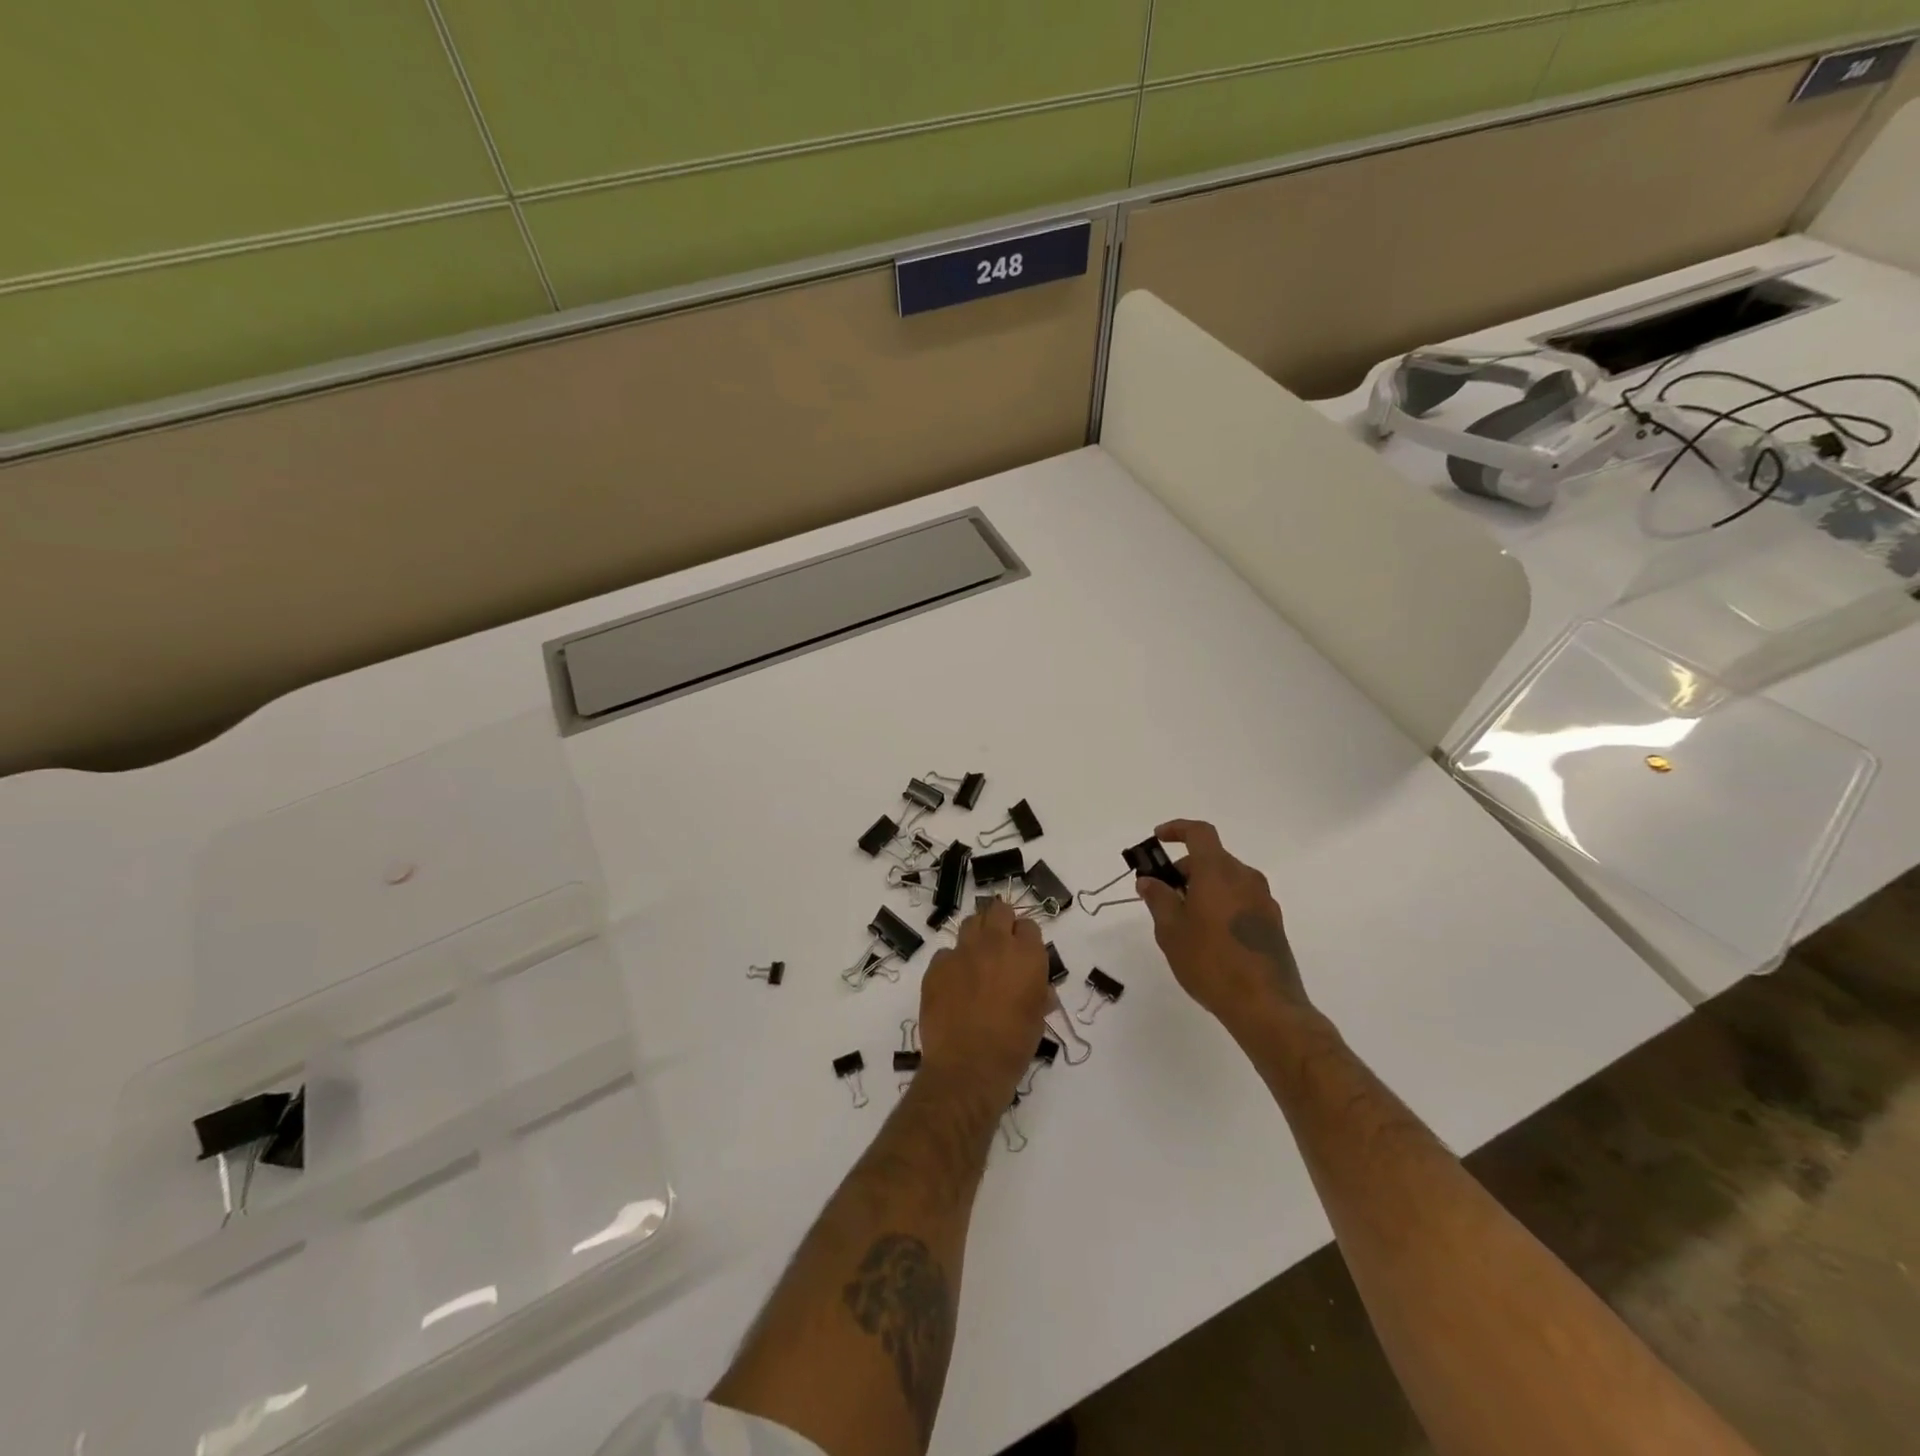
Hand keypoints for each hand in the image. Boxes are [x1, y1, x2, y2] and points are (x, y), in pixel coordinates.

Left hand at [918, 899, 1050, 1100]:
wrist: (968, 1067)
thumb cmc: (1013, 1045)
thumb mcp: (1038, 1018)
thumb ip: (1040, 993)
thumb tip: (1043, 990)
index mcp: (1026, 955)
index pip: (1029, 925)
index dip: (1026, 938)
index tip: (1024, 953)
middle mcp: (995, 944)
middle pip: (999, 910)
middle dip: (1001, 922)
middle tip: (1001, 946)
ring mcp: (962, 952)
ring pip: (971, 923)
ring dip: (977, 935)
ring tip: (977, 958)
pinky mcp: (937, 966)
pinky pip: (946, 953)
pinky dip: (952, 963)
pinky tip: (954, 984)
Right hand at [1139, 819, 1310, 1031]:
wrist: (1266, 1005)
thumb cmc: (1210, 962)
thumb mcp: (1171, 931)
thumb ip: (1158, 899)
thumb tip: (1149, 881)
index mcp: (1218, 872)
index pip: (1199, 833)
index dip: (1177, 829)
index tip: (1158, 839)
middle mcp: (1245, 878)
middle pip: (1211, 859)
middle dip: (1184, 870)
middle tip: (1162, 895)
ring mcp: (1263, 900)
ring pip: (1227, 880)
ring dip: (1203, 888)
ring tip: (1183, 920)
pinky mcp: (1273, 923)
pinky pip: (1240, 899)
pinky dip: (1221, 903)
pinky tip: (1208, 936)